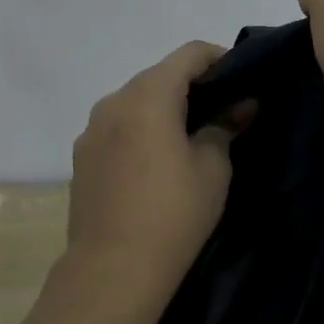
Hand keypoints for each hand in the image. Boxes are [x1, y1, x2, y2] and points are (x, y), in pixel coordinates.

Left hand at [66, 41, 248, 289]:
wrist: (113, 269)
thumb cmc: (174, 213)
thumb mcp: (213, 168)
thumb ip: (225, 126)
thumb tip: (241, 104)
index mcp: (148, 96)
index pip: (189, 54)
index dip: (220, 58)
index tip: (242, 78)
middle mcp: (113, 101)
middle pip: (159, 76)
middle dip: (192, 85)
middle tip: (223, 110)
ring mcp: (91, 130)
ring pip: (135, 102)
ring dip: (164, 109)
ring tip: (190, 137)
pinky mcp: (81, 157)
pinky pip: (118, 128)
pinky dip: (141, 130)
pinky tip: (157, 162)